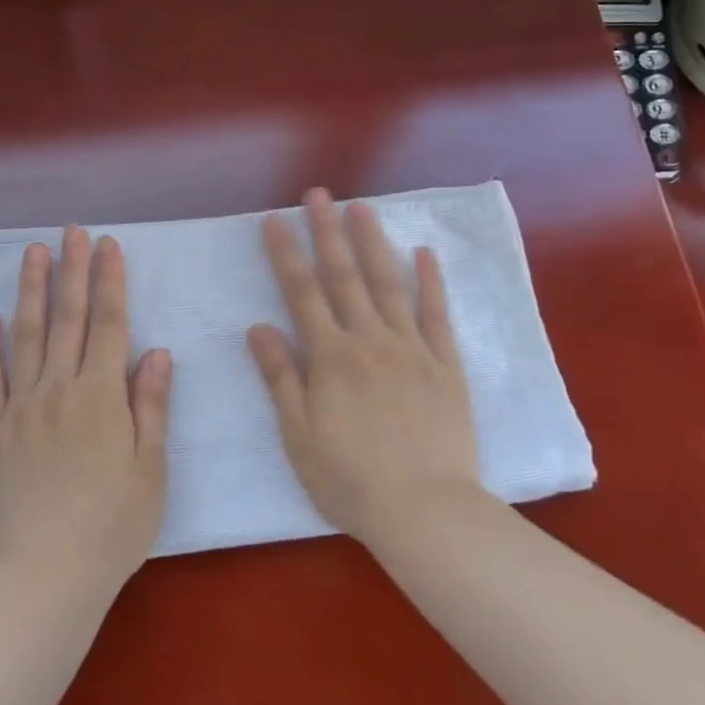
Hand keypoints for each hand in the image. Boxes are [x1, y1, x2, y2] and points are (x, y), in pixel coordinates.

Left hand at [0, 226, 171, 595]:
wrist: (45, 574)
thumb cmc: (113, 526)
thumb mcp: (151, 469)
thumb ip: (151, 406)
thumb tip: (156, 351)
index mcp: (101, 396)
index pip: (109, 324)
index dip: (110, 281)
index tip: (108, 245)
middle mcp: (59, 389)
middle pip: (68, 318)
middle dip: (72, 270)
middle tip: (73, 231)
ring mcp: (19, 407)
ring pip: (25, 335)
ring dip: (31, 290)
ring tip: (34, 252)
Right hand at [247, 189, 481, 546]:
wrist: (425, 510)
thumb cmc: (350, 479)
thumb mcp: (298, 434)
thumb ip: (280, 377)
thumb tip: (259, 327)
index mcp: (330, 357)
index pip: (301, 292)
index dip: (286, 252)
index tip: (274, 219)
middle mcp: (369, 340)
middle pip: (344, 276)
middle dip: (327, 231)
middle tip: (318, 194)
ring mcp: (411, 348)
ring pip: (388, 283)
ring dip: (372, 243)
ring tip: (362, 207)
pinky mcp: (445, 364)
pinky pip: (436, 315)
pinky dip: (430, 281)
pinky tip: (423, 253)